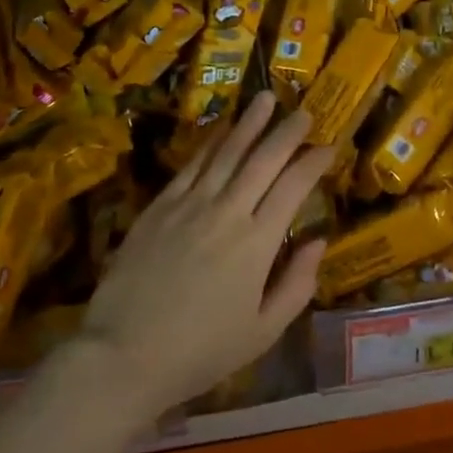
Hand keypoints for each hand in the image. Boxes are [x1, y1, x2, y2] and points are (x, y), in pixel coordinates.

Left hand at [76, 93, 334, 419]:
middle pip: (262, 159)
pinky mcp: (158, 207)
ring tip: (264, 99)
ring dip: (248, 123)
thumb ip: (297, 283)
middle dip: (286, 132)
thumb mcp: (263, 331)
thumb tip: (318, 240)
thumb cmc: (201, 351)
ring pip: (225, 152)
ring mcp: (189, 205)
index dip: (313, 162)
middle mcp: (227, 212)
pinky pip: (190, 165)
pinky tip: (221, 129)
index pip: (293, 187)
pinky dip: (209, 142)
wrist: (124, 354)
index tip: (328, 146)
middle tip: (303, 111)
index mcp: (257, 243)